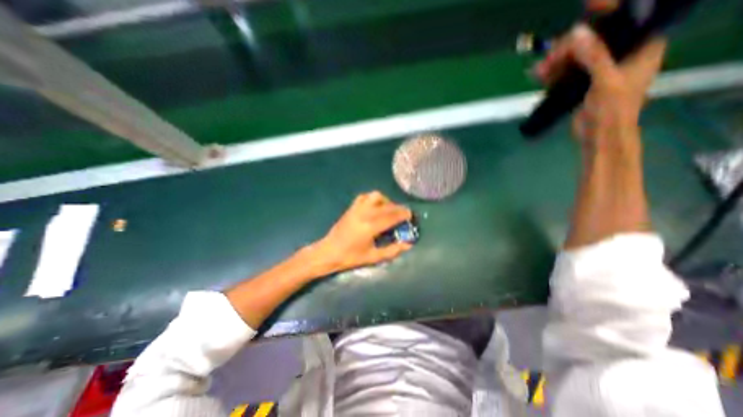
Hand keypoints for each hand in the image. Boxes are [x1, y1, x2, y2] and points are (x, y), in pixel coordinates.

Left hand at [311, 190, 411, 273]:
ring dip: (386, 201)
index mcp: (370, 227)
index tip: (411, 215)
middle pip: (386, 206)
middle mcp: (364, 214)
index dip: (403, 215)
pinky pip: (364, 196)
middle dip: (398, 208)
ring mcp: (357, 209)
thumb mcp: (373, 257)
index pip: (391, 217)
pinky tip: (376, 206)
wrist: (329, 252)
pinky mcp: (351, 208)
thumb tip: (408, 245)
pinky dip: (373, 198)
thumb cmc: (351, 257)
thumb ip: (392, 250)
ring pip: (375, 196)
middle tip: (404, 214)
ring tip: (389, 210)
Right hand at [534, 22, 667, 148]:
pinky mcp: (582, 82)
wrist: (599, 137)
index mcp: (639, 46)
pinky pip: (566, 70)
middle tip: (548, 61)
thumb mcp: (605, 81)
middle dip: (568, 48)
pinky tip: (540, 76)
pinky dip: (553, 72)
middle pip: (592, 39)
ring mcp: (599, 68)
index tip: (586, 9)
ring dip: (555, 62)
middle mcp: (620, 53)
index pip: (626, 18)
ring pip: (575, 55)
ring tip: (538, 73)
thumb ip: (594, 56)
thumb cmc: (612, 110)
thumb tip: (576, 33)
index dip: (606, 11)